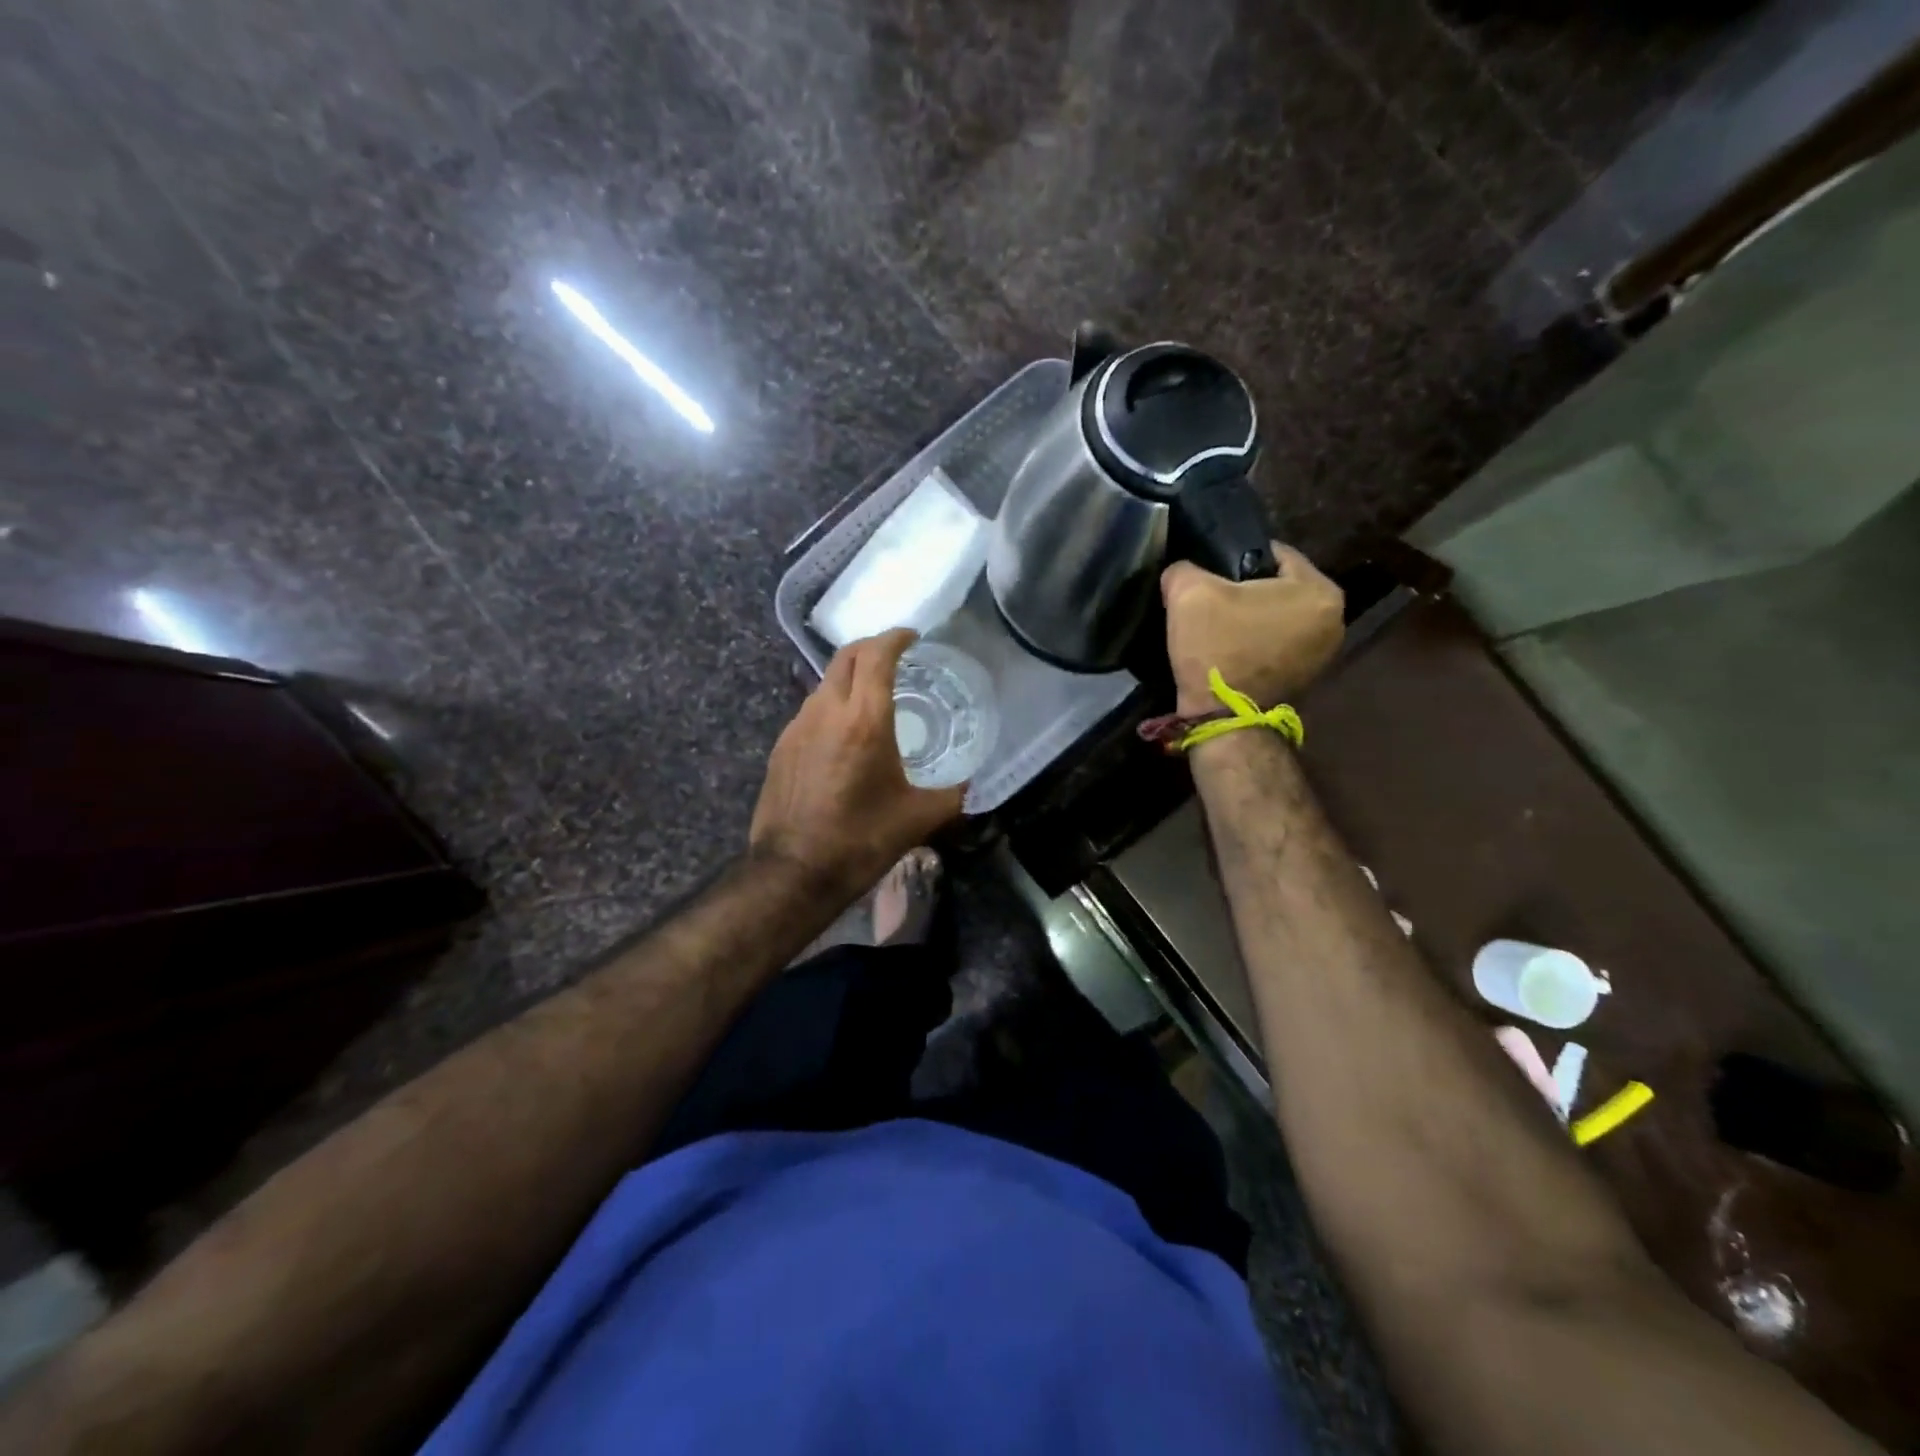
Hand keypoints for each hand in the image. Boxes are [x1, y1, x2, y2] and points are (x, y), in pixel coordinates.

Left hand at [750, 628, 966, 894]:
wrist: (793, 872)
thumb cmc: (861, 840)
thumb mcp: (919, 817)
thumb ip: (952, 794)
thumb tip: (970, 784)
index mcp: (864, 719)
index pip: (877, 655)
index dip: (896, 638)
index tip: (913, 637)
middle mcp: (826, 711)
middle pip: (846, 657)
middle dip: (872, 647)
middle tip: (896, 657)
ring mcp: (797, 727)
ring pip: (826, 683)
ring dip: (850, 678)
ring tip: (874, 697)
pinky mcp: (782, 747)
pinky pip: (811, 710)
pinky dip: (833, 706)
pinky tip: (845, 735)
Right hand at [1161, 544, 1344, 717]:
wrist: (1222, 718)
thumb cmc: (1216, 647)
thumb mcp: (1188, 593)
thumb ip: (1185, 569)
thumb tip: (1183, 572)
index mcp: (1320, 590)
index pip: (1272, 554)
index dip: (1234, 559)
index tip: (1208, 575)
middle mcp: (1334, 619)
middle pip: (1278, 588)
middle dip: (1245, 591)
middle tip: (1209, 602)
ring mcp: (1325, 653)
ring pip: (1278, 617)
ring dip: (1251, 619)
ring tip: (1217, 628)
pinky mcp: (1307, 678)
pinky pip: (1278, 645)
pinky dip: (1256, 644)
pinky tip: (1228, 651)